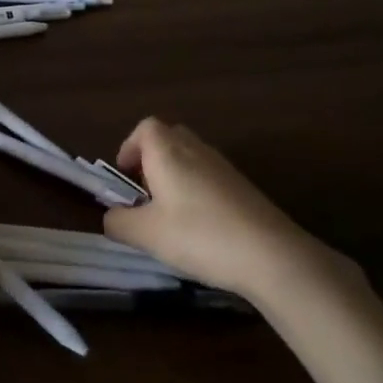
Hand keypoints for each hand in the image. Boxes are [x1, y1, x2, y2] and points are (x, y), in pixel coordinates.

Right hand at [103, 118, 360, 301]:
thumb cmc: (199, 235)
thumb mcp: (146, 234)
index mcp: (168, 152)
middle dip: (152, 161)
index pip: (145, 128)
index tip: (125, 177)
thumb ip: (119, 222)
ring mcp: (224, 167)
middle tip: (145, 194)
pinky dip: (197, 191)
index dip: (130, 147)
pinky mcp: (244, 187)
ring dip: (175, 177)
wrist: (271, 254)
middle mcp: (196, 150)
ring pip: (191, 158)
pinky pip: (210, 177)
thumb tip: (111, 216)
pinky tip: (200, 227)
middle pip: (169, 138)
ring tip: (170, 215)